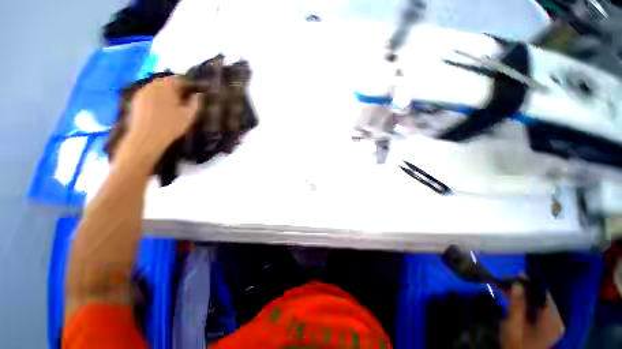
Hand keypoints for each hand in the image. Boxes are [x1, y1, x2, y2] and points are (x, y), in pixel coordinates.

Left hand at [120, 76, 200, 162]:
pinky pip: (149, 94)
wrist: (146, 138)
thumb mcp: (189, 116)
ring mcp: (142, 91)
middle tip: (183, 99)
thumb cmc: (171, 126)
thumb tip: (198, 94)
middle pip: (166, 81)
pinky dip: (156, 97)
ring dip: (165, 92)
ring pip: (157, 87)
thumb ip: (195, 103)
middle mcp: (153, 85)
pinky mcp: (136, 100)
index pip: (179, 79)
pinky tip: (160, 108)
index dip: (188, 84)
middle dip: (175, 88)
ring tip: (172, 103)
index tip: (194, 92)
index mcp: (167, 86)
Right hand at [501, 283, 564, 348]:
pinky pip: (537, 310)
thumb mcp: (514, 324)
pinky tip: (513, 299)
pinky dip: (525, 303)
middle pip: (541, 299)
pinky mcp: (546, 327)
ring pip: (537, 303)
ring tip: (507, 288)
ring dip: (523, 296)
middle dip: (524, 289)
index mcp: (552, 320)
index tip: (517, 274)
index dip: (531, 283)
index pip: (544, 295)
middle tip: (507, 281)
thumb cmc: (516, 344)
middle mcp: (556, 320)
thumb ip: (517, 304)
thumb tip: (517, 283)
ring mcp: (552, 324)